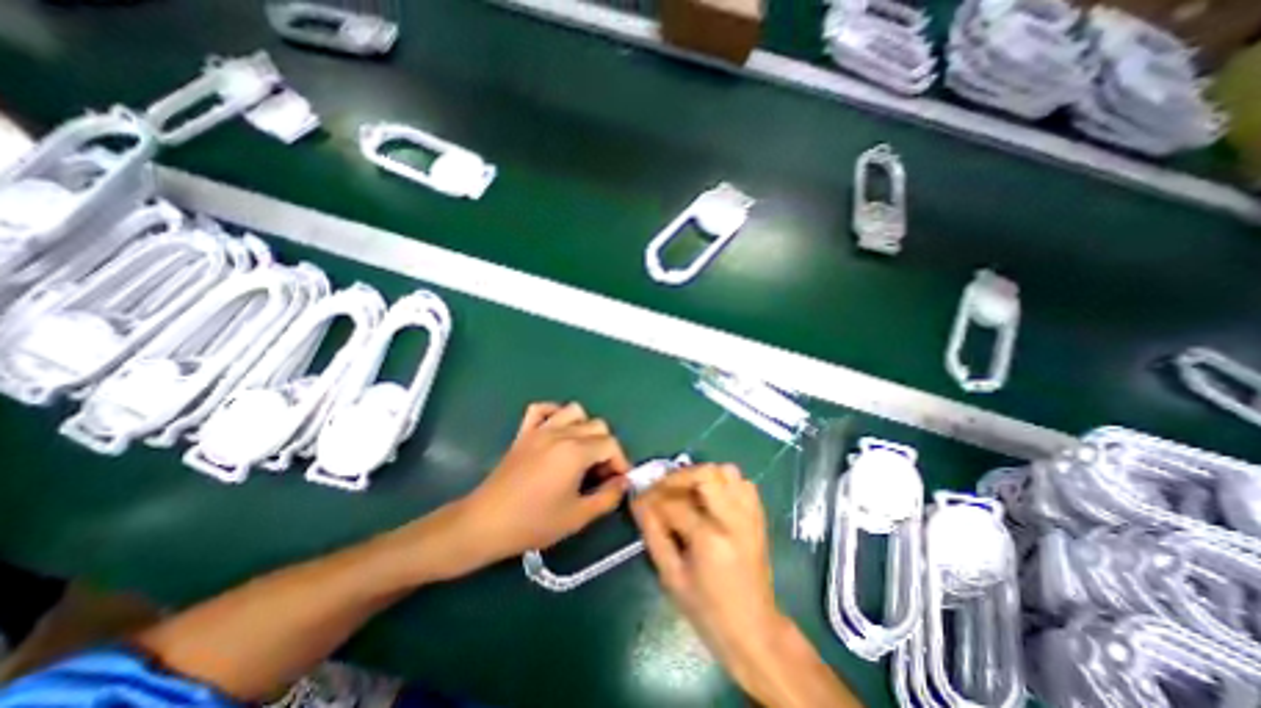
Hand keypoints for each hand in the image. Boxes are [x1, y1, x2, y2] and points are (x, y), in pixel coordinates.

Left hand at [449, 401, 636, 573]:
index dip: (620, 462)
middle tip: (599, 474)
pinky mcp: (524, 432)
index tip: (617, 482)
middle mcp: (561, 433)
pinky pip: (541, 409)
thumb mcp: (577, 517)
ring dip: (585, 427)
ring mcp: (540, 429)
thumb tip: (623, 483)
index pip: (611, 444)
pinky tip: (557, 431)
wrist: (485, 523)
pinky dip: (554, 413)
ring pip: (574, 411)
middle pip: (597, 426)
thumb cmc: (533, 523)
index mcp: (575, 452)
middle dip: (606, 448)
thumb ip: (607, 497)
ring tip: (581, 451)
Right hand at [631, 464, 784, 669]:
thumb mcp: (672, 577)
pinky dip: (724, 482)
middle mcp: (733, 519)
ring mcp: (750, 515)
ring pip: (727, 471)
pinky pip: (742, 483)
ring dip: (702, 476)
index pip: (674, 503)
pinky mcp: (758, 516)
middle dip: (679, 476)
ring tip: (687, 491)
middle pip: (705, 474)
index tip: (639, 499)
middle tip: (663, 488)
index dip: (651, 498)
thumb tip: (638, 504)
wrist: (754, 631)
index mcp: (710, 538)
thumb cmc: (708, 610)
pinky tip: (711, 498)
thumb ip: (654, 535)